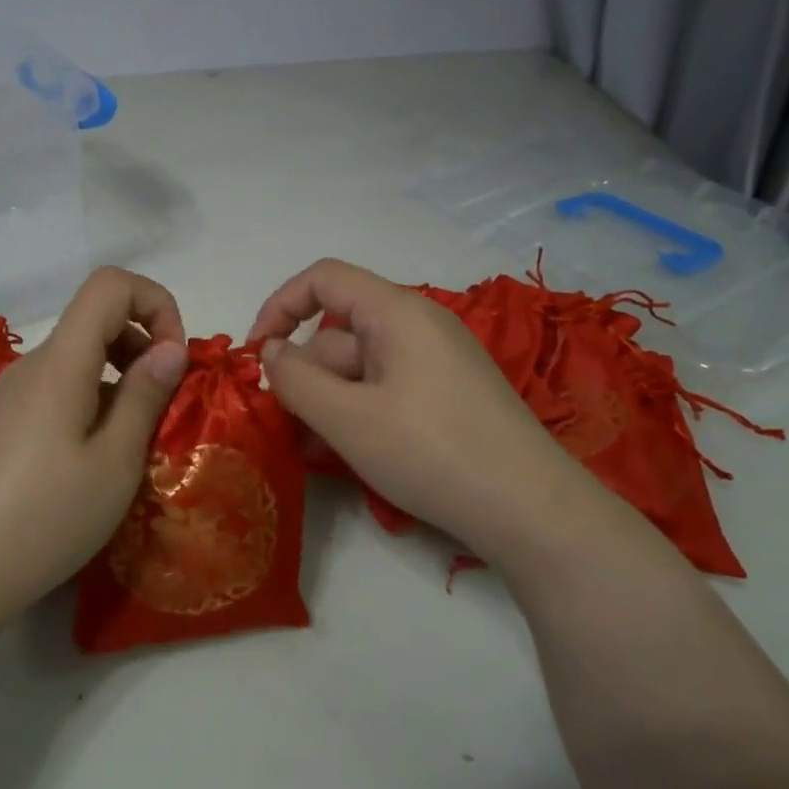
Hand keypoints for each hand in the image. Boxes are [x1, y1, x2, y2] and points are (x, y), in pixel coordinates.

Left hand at [0, 267, 188, 671]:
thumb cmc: (44, 519)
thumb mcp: (114, 462)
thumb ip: (144, 395)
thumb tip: (171, 346)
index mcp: (60, 363)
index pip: (109, 284)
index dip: (155, 303)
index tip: (174, 359)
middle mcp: (31, 366)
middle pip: (95, 319)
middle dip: (144, 344)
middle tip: (164, 405)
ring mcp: (10, 396)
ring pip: (78, 359)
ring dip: (119, 379)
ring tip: (134, 440)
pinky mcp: (0, 425)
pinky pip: (57, 390)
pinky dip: (91, 402)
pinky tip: (93, 460)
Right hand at [248, 258, 595, 566]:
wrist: (531, 510)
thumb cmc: (431, 452)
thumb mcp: (347, 418)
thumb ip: (296, 380)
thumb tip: (270, 353)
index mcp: (397, 311)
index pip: (324, 278)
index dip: (280, 307)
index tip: (257, 356)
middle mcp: (419, 325)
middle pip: (340, 332)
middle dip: (305, 374)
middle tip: (286, 426)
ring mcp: (437, 362)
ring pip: (361, 367)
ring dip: (329, 400)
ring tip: (314, 450)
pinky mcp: (449, 395)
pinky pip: (387, 389)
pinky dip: (360, 412)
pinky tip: (349, 452)